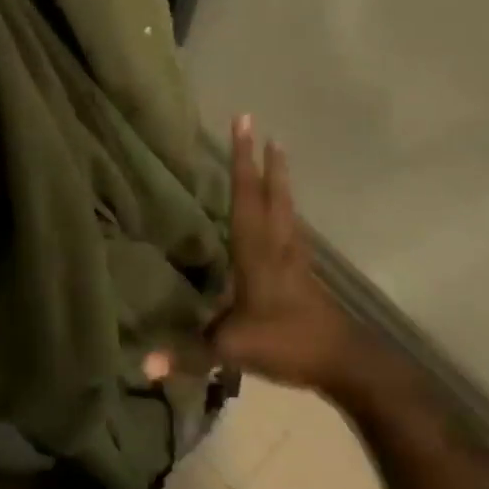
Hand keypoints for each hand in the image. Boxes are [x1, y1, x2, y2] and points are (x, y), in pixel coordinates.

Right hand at [207, 116, 369, 395]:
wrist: (345, 364)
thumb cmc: (286, 344)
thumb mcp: (231, 350)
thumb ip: (188, 353)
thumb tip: (143, 363)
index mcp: (256, 252)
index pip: (245, 197)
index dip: (241, 161)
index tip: (243, 124)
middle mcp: (277, 244)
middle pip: (269, 193)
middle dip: (260, 158)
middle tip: (256, 124)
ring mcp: (296, 257)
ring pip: (286, 206)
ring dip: (278, 177)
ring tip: (277, 151)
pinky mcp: (306, 273)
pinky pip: (292, 227)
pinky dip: (286, 207)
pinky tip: (286, 211)